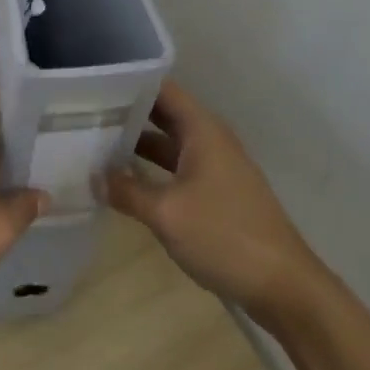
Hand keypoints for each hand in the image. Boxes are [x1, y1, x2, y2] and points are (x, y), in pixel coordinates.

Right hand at [105, 80, 325, 317]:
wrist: (284, 287)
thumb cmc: (224, 236)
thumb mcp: (166, 213)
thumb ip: (126, 191)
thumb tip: (93, 176)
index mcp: (202, 130)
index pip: (162, 88)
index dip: (130, 82)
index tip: (94, 84)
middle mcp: (210, 139)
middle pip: (163, 113)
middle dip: (127, 112)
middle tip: (85, 112)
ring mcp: (216, 167)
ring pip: (169, 143)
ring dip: (137, 143)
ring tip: (95, 142)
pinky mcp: (218, 193)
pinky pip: (178, 167)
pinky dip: (152, 168)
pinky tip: (125, 180)